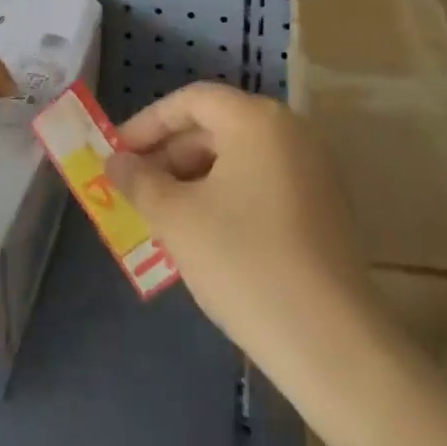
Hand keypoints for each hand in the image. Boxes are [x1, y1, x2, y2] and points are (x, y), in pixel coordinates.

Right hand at [106, 82, 374, 368]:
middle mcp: (290, 131)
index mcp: (256, 119)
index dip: (147, 123)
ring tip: (161, 215)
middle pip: (216, 126)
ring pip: (238, 158)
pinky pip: (262, 184)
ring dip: (194, 179)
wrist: (331, 344)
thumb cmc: (244, 262)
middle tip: (134, 188)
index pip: (191, 101)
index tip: (116, 154)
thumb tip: (115, 163)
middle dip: (169, 155)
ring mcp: (313, 170)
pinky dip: (226, 196)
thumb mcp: (177, 218)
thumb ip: (140, 181)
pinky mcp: (324, 208)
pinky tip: (203, 235)